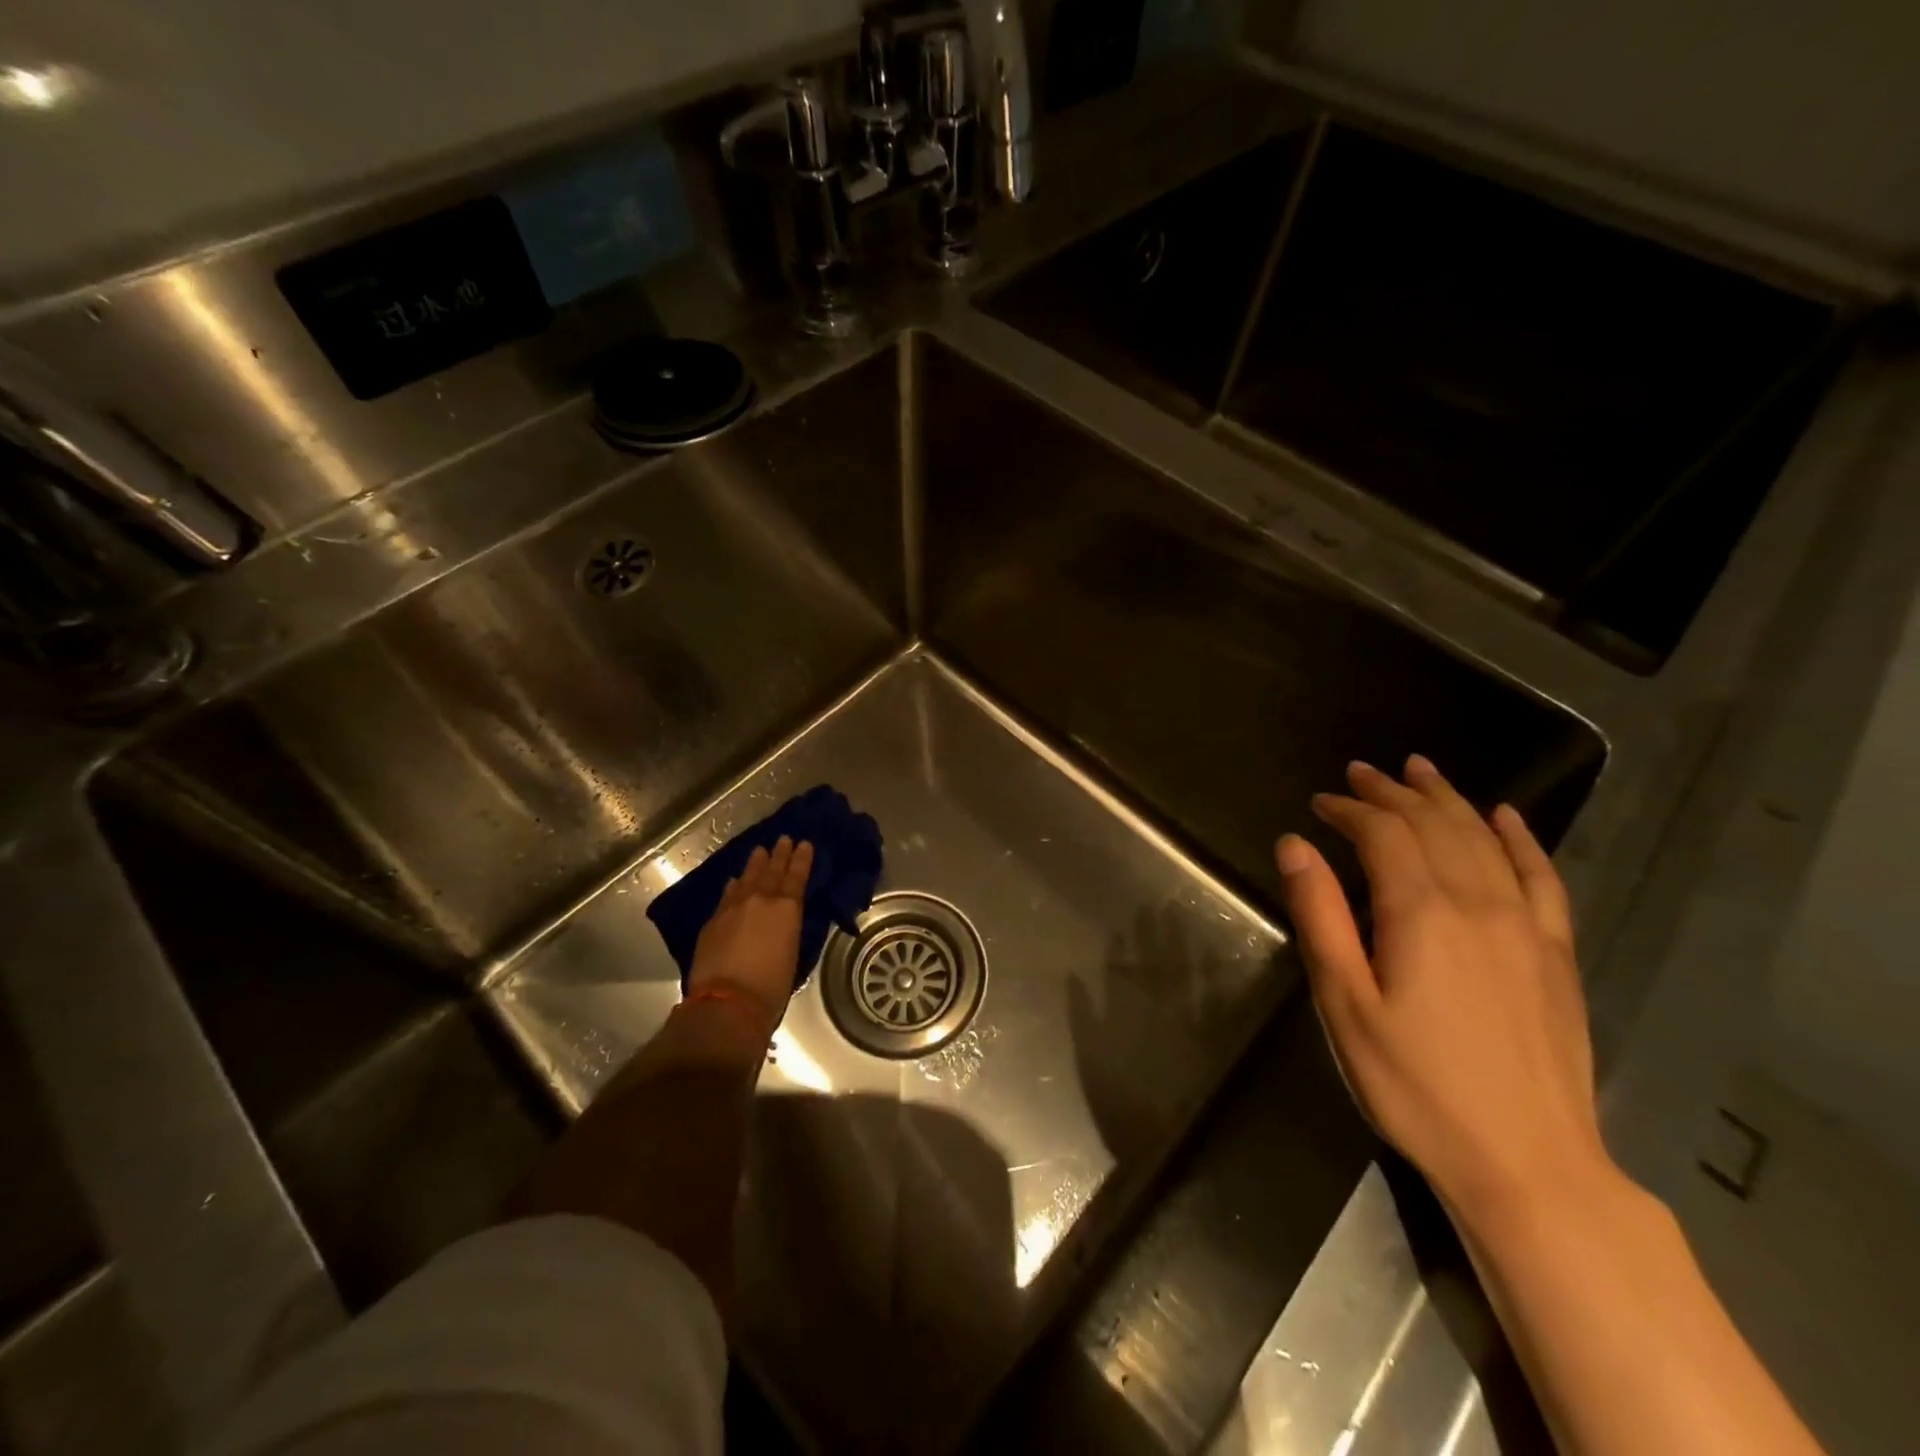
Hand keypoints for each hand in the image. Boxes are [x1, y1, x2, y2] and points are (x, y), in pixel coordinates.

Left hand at [687, 836, 813, 1039]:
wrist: (728, 1001)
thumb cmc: (772, 985)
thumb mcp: (792, 951)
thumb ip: (788, 927)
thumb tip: (783, 917)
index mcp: (787, 908)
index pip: (797, 876)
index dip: (801, 859)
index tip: (804, 843)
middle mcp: (761, 900)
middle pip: (771, 870)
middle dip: (779, 854)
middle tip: (783, 839)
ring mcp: (733, 907)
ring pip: (747, 878)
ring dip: (755, 864)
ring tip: (760, 851)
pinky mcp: (714, 920)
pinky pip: (727, 894)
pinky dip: (734, 885)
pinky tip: (734, 881)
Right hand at [1275, 757, 1606, 1220]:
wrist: (1528, 1162)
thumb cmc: (1415, 1085)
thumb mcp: (1345, 1004)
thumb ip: (1320, 917)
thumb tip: (1295, 845)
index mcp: (1421, 913)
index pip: (1383, 834)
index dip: (1350, 810)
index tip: (1320, 802)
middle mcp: (1479, 903)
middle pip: (1434, 824)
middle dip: (1393, 792)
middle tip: (1361, 772)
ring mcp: (1527, 926)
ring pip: (1484, 838)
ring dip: (1447, 798)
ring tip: (1419, 770)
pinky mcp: (1557, 953)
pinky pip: (1543, 876)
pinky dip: (1520, 838)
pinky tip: (1505, 815)